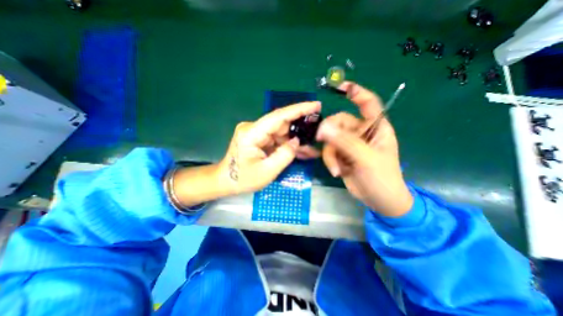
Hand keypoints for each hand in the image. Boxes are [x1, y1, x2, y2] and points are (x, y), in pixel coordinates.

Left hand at [217, 103, 320, 193]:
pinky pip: (278, 139)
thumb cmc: (243, 179)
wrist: (226, 182)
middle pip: (282, 124)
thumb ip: (285, 155)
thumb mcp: (267, 172)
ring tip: (311, 149)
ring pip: (282, 133)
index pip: (278, 116)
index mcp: (252, 133)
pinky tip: (301, 151)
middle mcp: (254, 128)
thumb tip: (297, 141)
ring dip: (296, 140)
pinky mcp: (259, 138)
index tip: (316, 105)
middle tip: (319, 133)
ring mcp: (256, 132)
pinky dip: (288, 145)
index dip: (299, 109)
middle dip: (301, 129)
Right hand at [317, 81, 412, 216]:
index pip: (368, 104)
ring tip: (337, 169)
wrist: (379, 200)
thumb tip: (323, 128)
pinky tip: (336, 171)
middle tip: (322, 140)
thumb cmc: (382, 178)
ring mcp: (350, 144)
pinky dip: (329, 161)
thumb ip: (345, 142)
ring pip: (331, 140)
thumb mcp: (366, 159)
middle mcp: (361, 133)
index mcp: (376, 128)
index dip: (356, 93)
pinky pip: (329, 151)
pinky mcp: (341, 155)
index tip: (341, 87)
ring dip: (330, 155)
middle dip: (330, 134)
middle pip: (339, 123)